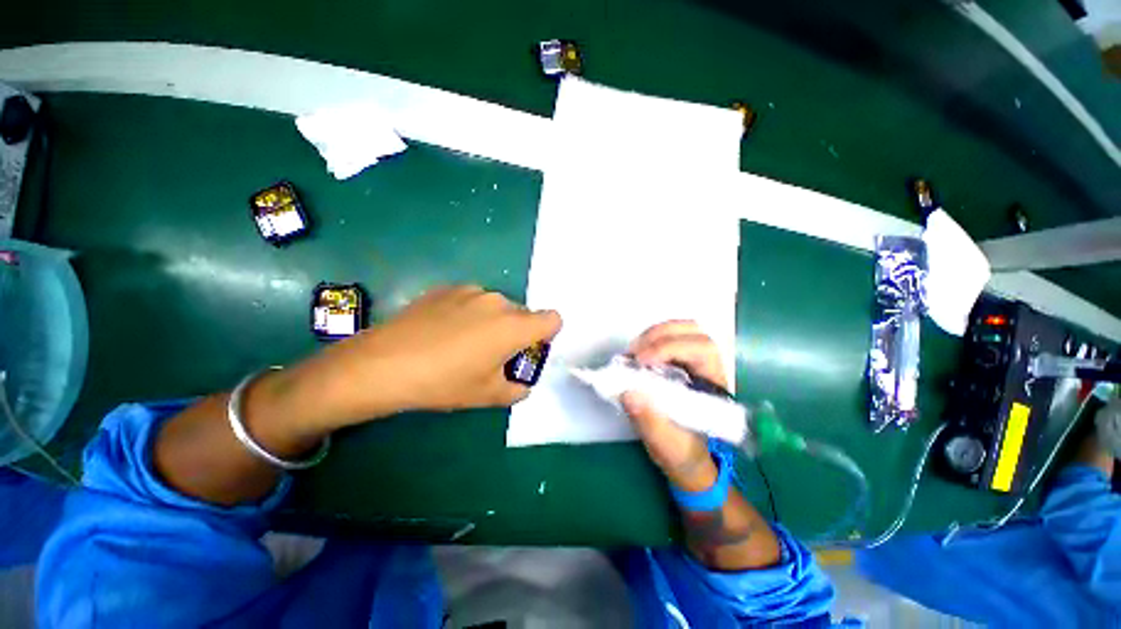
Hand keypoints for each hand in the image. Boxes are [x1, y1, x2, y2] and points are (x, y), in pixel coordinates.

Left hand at [293, 285, 561, 428]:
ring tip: (462, 342)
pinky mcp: (447, 288)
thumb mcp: (486, 395)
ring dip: (492, 321)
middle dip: (516, 332)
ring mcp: (471, 291)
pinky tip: (442, 330)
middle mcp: (498, 301)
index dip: (547, 334)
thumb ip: (516, 390)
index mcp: (514, 326)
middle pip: (523, 314)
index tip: (527, 350)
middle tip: (491, 354)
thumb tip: (521, 384)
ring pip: (497, 306)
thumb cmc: (443, 382)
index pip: (553, 319)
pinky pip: (472, 300)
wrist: (383, 364)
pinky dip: (469, 312)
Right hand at [621, 321, 727, 491]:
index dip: (670, 348)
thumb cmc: (683, 453)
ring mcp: (693, 362)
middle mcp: (708, 368)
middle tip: (634, 354)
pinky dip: (649, 341)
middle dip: (660, 335)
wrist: (688, 458)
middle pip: (693, 331)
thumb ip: (650, 422)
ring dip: (653, 335)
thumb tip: (627, 393)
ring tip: (632, 353)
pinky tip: (635, 356)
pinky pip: (667, 339)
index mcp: (714, 387)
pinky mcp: (679, 362)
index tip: (641, 361)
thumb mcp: (666, 446)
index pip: (702, 350)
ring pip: (681, 330)